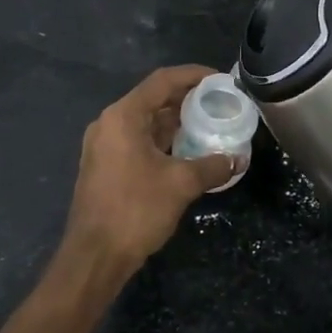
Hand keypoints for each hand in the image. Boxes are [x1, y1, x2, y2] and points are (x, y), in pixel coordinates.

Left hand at [57, 65, 237, 276]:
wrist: (94, 257)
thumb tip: (238, 159)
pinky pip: (138, 141)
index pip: (162, 81)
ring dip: (176, 122)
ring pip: (146, 122)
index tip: (220, 79)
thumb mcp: (181, 184)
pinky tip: (188, 151)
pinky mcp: (105, 166)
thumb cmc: (135, 210)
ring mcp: (104, 145)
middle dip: (187, 99)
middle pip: (153, 99)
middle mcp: (109, 123)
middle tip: (220, 102)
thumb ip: (212, 166)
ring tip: (209, 125)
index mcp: (123, 116)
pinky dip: (163, 140)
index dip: (193, 75)